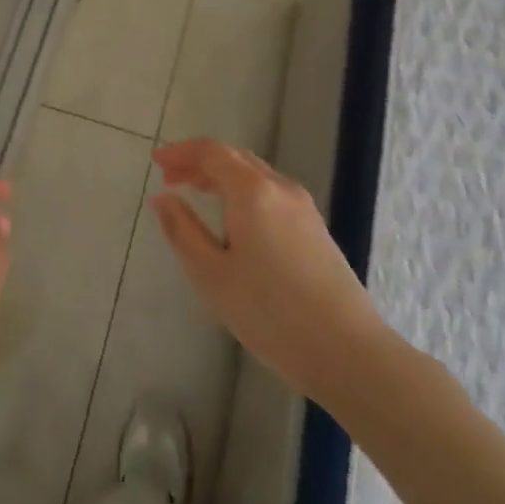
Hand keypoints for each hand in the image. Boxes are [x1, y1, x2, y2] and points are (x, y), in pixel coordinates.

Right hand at [151, 139, 385, 405]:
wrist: (348, 352)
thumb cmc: (270, 313)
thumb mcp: (211, 275)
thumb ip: (182, 231)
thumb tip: (163, 198)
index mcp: (252, 191)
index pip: (212, 151)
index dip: (181, 151)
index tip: (156, 161)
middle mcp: (280, 188)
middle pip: (235, 158)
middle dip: (199, 163)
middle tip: (171, 179)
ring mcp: (303, 208)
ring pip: (255, 175)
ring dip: (222, 177)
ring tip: (196, 195)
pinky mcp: (316, 229)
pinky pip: (271, 193)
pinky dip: (243, 192)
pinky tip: (234, 221)